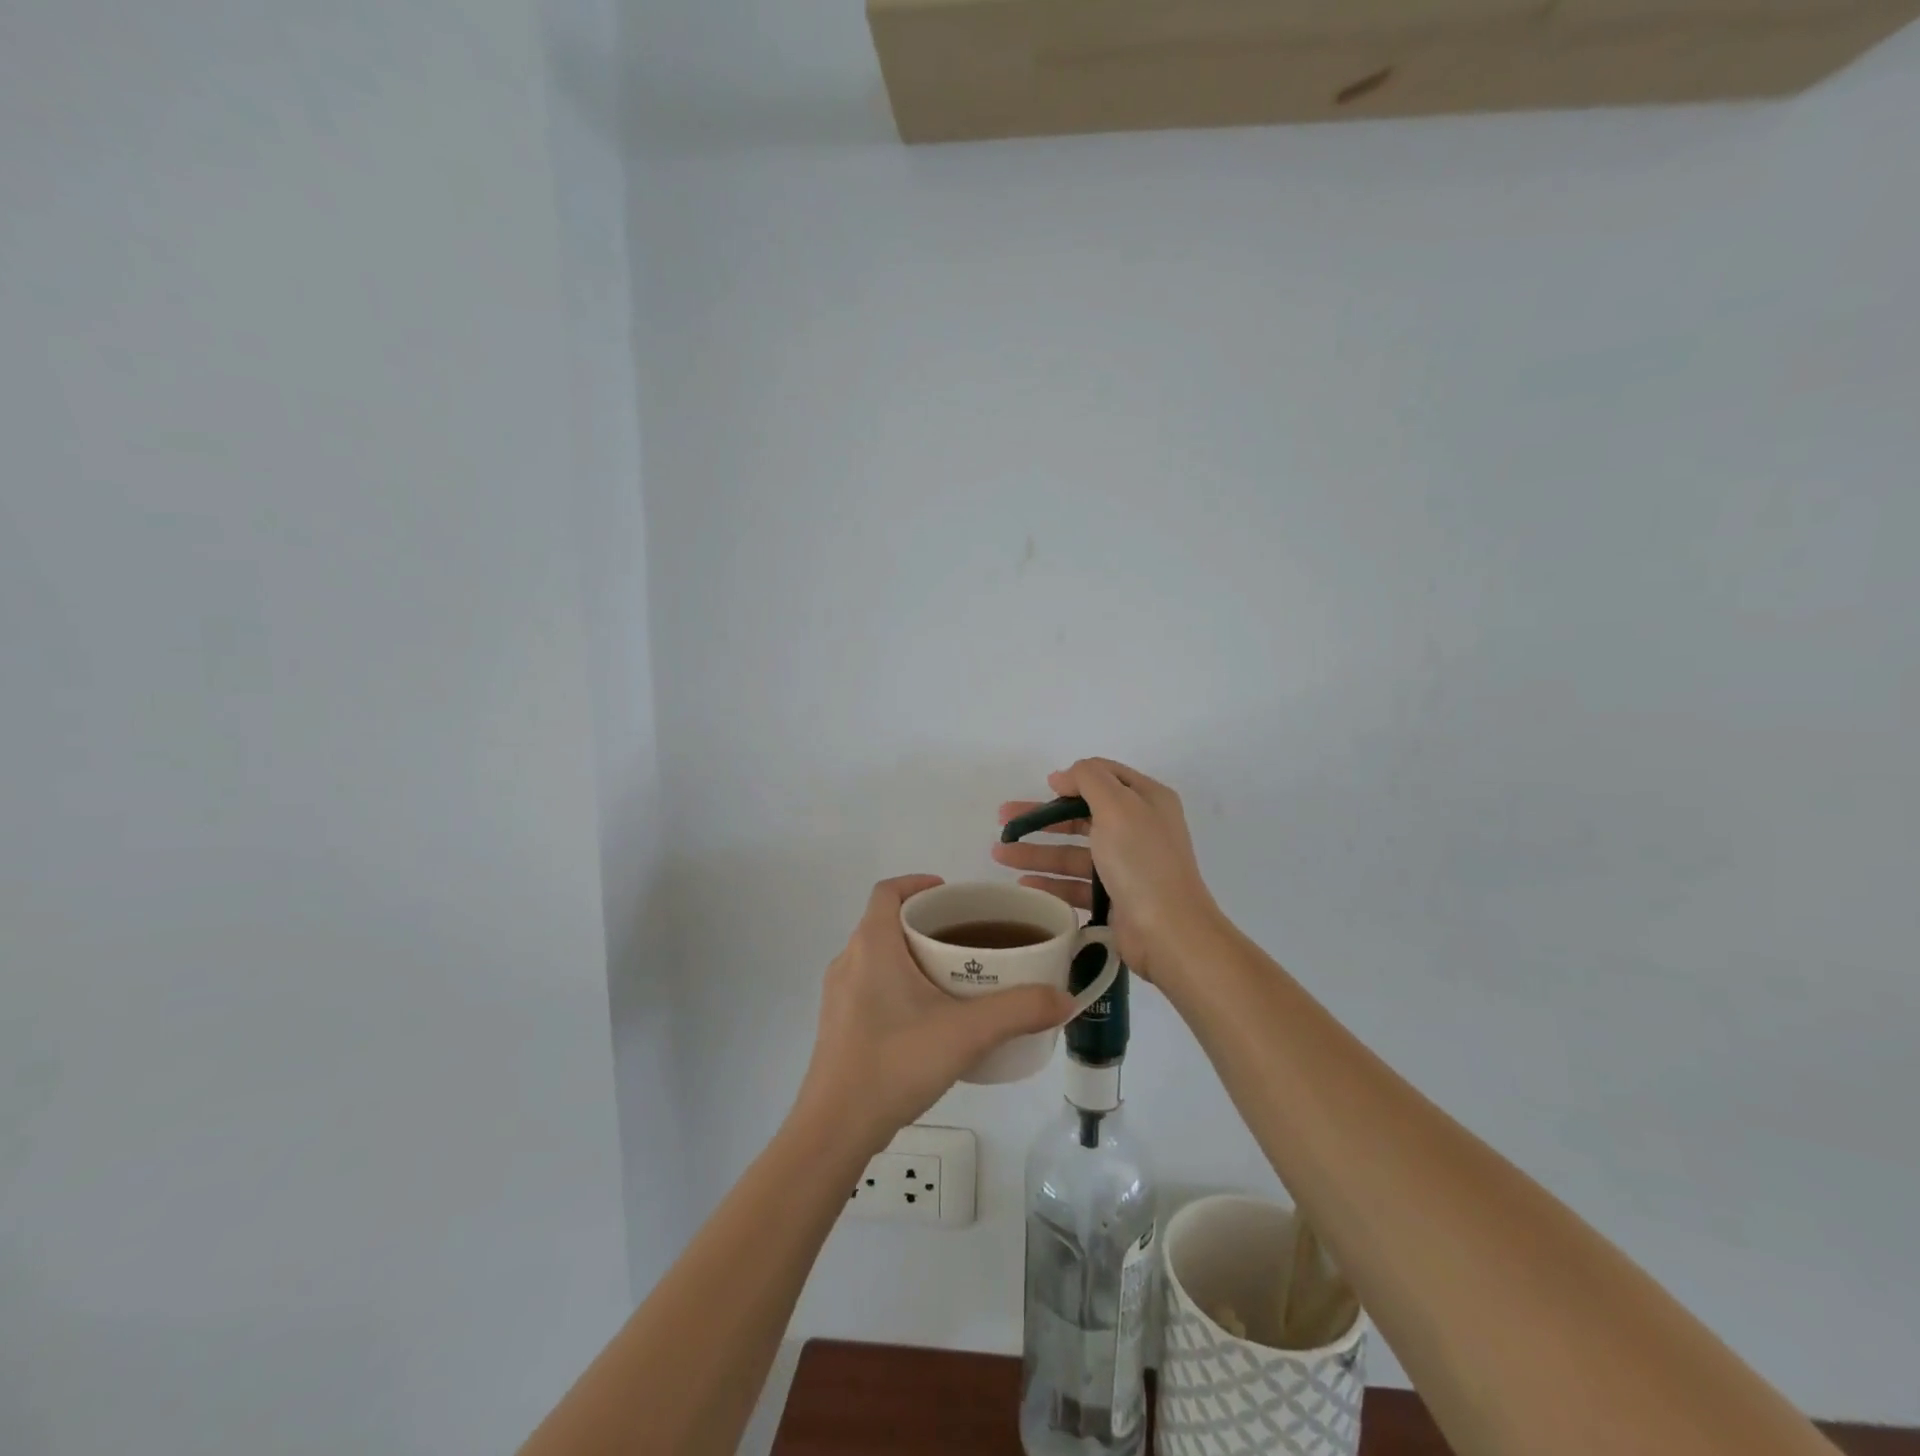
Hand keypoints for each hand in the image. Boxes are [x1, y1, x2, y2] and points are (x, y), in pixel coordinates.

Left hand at [794, 875, 1074, 1152]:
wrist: (835, 1129)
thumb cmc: (896, 1063)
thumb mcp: (967, 1033)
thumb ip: (1020, 1011)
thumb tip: (1065, 999)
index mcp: (872, 944)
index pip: (888, 891)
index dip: (918, 882)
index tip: (953, 895)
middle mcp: (849, 960)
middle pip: (887, 922)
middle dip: (926, 922)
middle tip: (968, 938)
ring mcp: (838, 995)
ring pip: (878, 956)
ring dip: (912, 955)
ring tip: (954, 976)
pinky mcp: (838, 1025)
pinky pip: (870, 985)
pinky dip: (898, 984)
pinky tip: (928, 1017)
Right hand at [993, 758, 1221, 985]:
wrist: (1168, 932)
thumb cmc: (1142, 861)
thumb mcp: (1117, 806)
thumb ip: (1088, 779)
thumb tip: (1063, 777)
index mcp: (1147, 800)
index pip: (1105, 777)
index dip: (1072, 779)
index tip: (1042, 787)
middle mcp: (1139, 828)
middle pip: (1081, 816)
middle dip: (1042, 818)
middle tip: (1003, 821)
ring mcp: (1127, 866)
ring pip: (1074, 852)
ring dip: (1037, 852)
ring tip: (999, 854)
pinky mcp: (1115, 898)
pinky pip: (1076, 884)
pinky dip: (1050, 882)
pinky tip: (1023, 884)